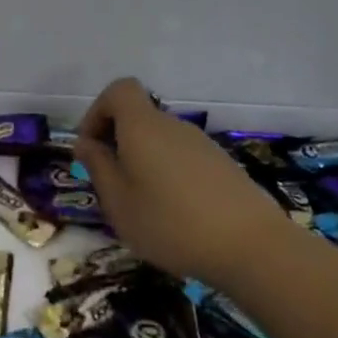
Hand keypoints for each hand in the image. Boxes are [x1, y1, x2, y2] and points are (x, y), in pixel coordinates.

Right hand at [75, 78, 285, 290]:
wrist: (252, 247)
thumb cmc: (170, 223)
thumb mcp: (118, 202)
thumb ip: (98, 167)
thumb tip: (85, 142)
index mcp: (143, 127)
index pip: (119, 90)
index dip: (98, 112)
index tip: (91, 148)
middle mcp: (173, 126)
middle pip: (138, 117)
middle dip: (117, 143)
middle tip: (111, 186)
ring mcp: (202, 145)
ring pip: (160, 140)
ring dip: (142, 162)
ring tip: (141, 206)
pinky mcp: (222, 165)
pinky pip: (182, 158)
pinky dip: (167, 175)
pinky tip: (174, 215)